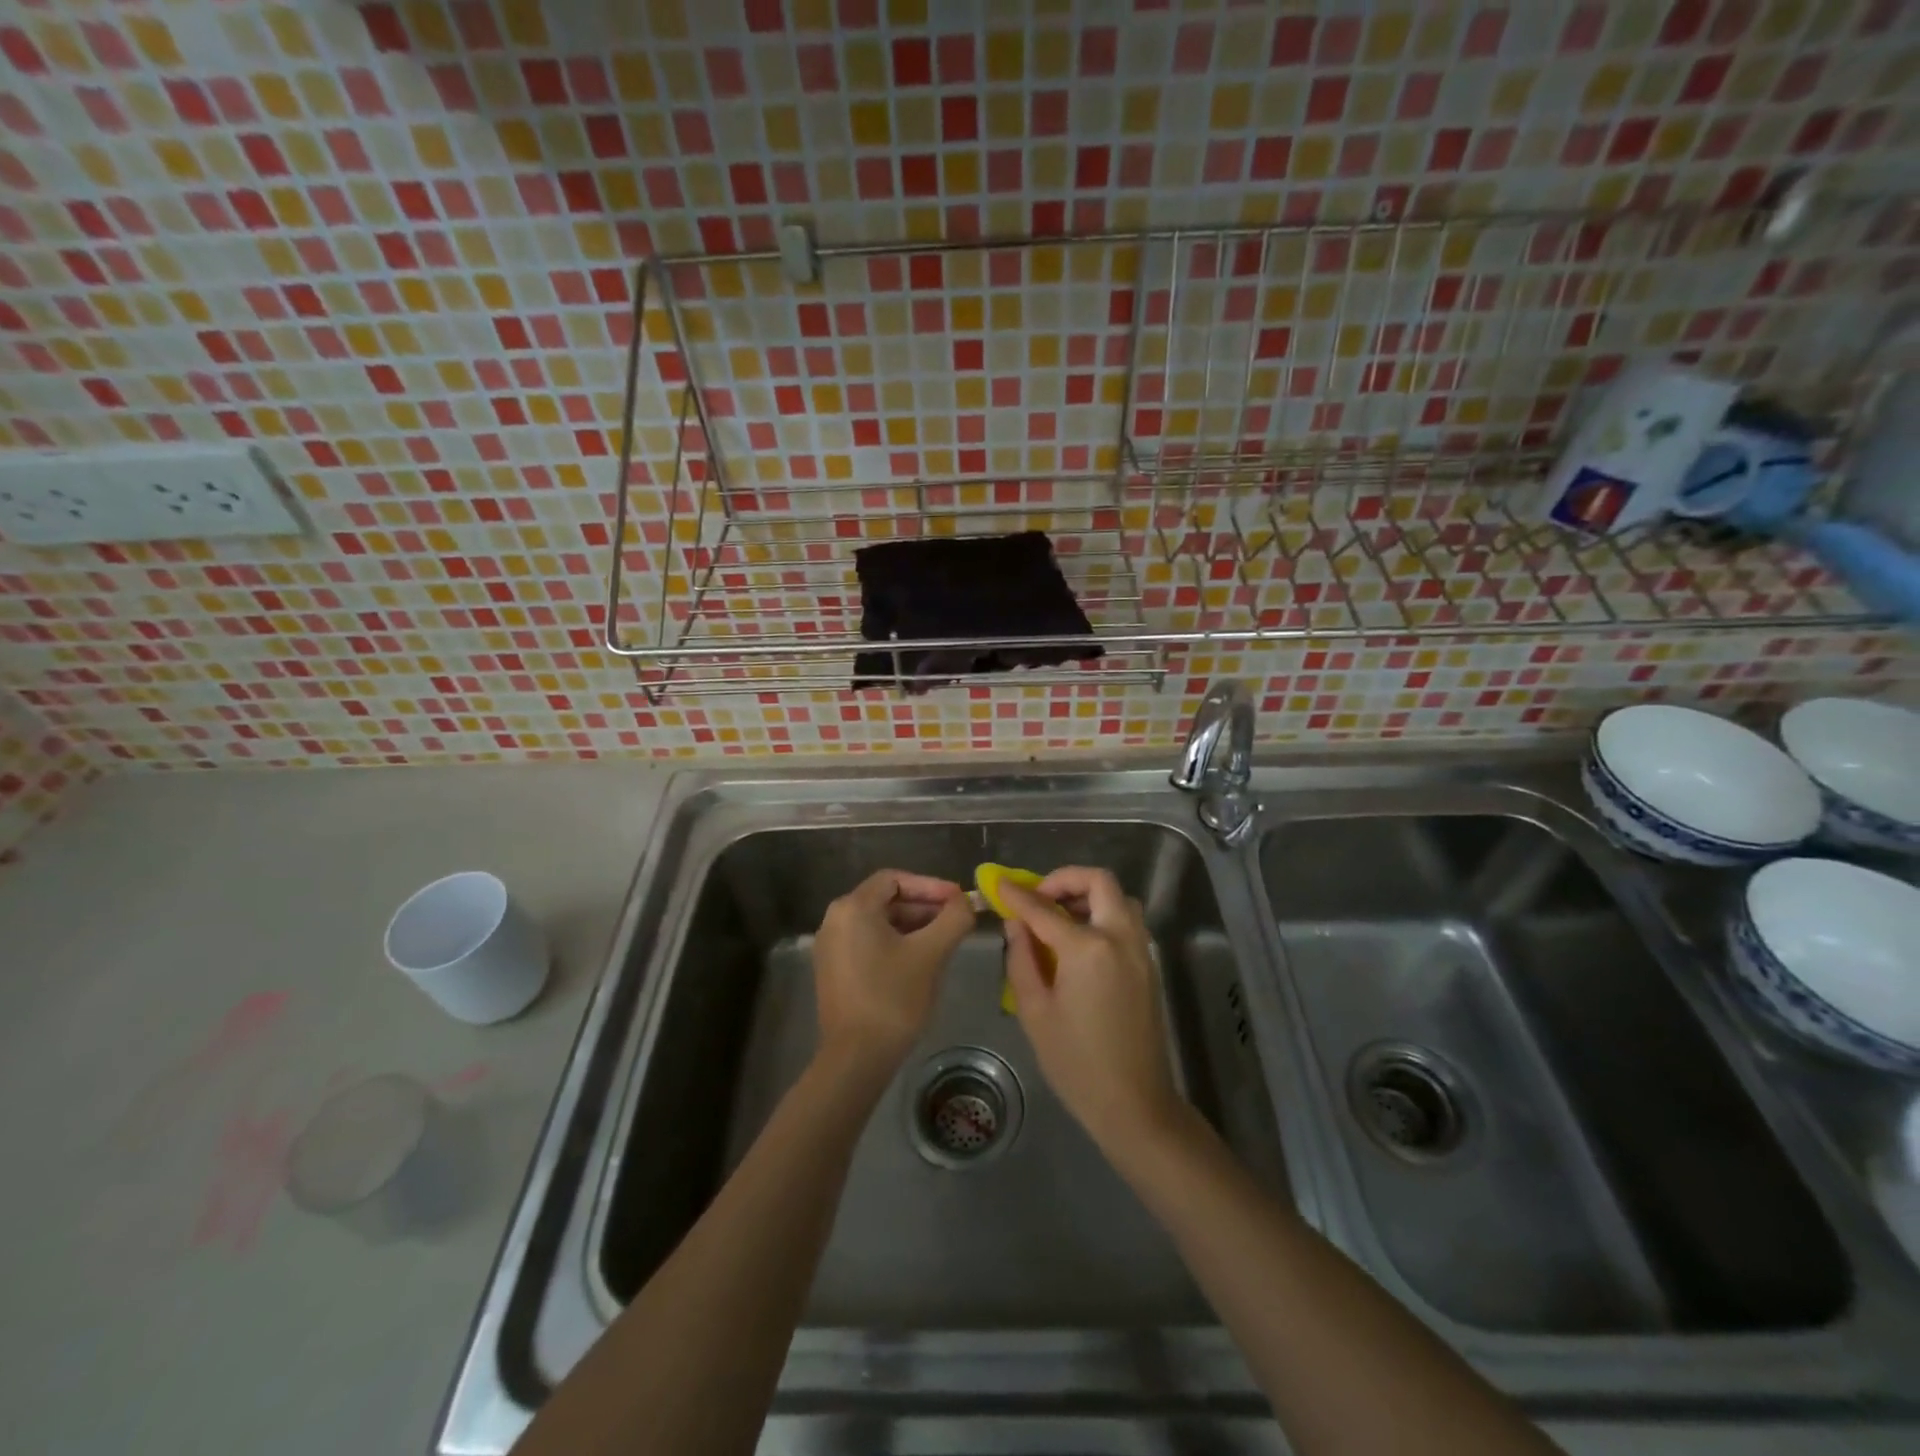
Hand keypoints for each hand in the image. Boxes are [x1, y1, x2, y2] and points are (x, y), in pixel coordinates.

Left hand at [812, 869, 974, 1077]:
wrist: (856, 1058)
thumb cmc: (893, 998)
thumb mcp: (931, 954)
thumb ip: (954, 919)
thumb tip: (967, 902)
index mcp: (853, 907)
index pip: (896, 879)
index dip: (931, 886)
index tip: (959, 900)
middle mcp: (835, 919)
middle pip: (886, 899)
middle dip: (924, 906)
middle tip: (956, 920)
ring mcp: (831, 946)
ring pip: (879, 922)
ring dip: (913, 925)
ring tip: (945, 940)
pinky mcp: (834, 970)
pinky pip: (869, 942)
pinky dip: (896, 943)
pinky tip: (921, 960)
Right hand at [999, 867, 1185, 1152]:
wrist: (1135, 1103)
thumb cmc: (1076, 1063)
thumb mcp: (1035, 1012)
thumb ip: (1022, 959)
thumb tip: (1016, 925)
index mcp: (1088, 949)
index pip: (1044, 909)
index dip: (1017, 895)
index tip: (999, 883)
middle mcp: (1120, 938)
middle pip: (1099, 882)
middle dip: (1065, 879)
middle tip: (1040, 897)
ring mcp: (1141, 950)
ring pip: (1120, 898)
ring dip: (1089, 895)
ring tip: (1059, 917)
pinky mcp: (1149, 965)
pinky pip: (1128, 922)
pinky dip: (1104, 915)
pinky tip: (1080, 941)